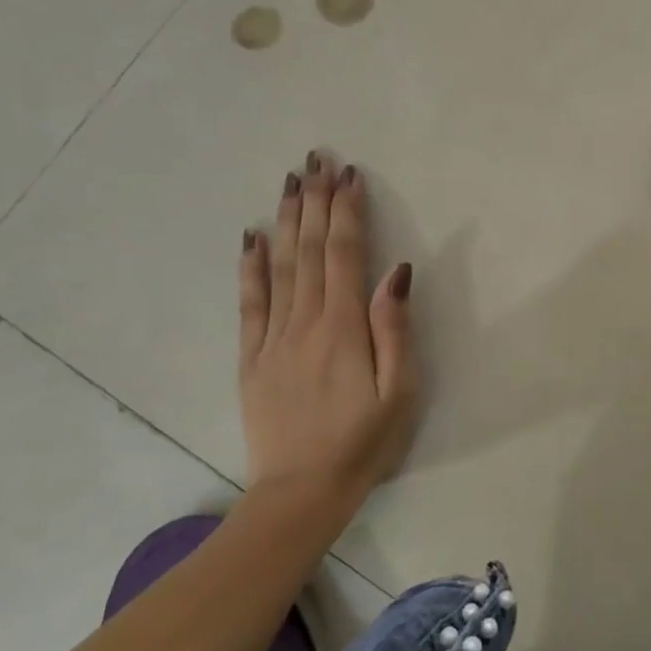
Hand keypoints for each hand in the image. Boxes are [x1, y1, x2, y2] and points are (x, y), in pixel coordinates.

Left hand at [239, 154, 419, 506]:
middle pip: (310, 250)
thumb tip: (397, 273)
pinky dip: (250, 266)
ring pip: (280, 266)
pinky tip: (252, 236)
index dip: (347, 212)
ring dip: (286, 219)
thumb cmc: (364, 443)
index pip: (344, 255)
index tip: (351, 176)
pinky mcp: (251, 357)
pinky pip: (249, 302)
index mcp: (343, 328)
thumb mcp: (400, 392)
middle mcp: (304, 322)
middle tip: (318, 159)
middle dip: (316, 201)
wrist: (300, 492)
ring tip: (290, 181)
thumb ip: (395, 330)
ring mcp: (272, 338)